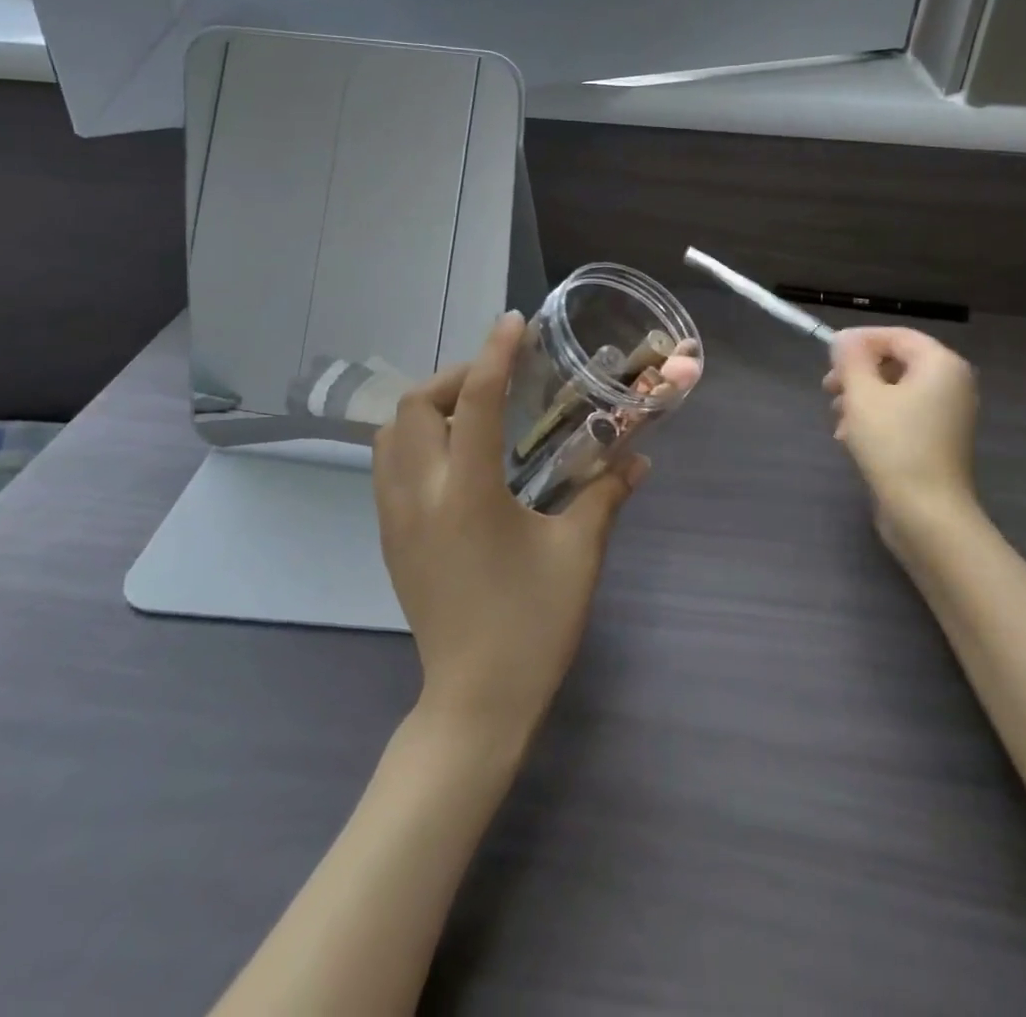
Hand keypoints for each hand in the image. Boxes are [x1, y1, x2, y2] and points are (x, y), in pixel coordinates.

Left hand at [373, 312, 646, 743]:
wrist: (475, 702)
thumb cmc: (532, 626)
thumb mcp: (578, 555)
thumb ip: (605, 496)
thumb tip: (638, 460)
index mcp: (469, 494)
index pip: (478, 403)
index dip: (495, 354)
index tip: (513, 324)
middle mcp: (421, 495)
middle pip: (414, 407)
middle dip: (454, 378)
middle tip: (497, 382)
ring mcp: (395, 518)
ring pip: (390, 434)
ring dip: (427, 408)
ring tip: (473, 414)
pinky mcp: (390, 539)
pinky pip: (387, 466)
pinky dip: (414, 440)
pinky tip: (455, 457)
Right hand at [823, 326, 978, 532]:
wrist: (926, 513)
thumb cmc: (894, 445)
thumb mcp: (862, 394)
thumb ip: (851, 359)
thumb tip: (844, 340)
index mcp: (941, 365)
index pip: (897, 336)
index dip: (860, 340)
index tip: (827, 354)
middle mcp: (952, 384)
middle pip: (896, 362)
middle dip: (858, 372)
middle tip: (828, 388)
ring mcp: (947, 415)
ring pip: (895, 391)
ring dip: (861, 398)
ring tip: (837, 418)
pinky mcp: (936, 440)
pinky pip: (902, 415)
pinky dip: (875, 419)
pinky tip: (849, 438)